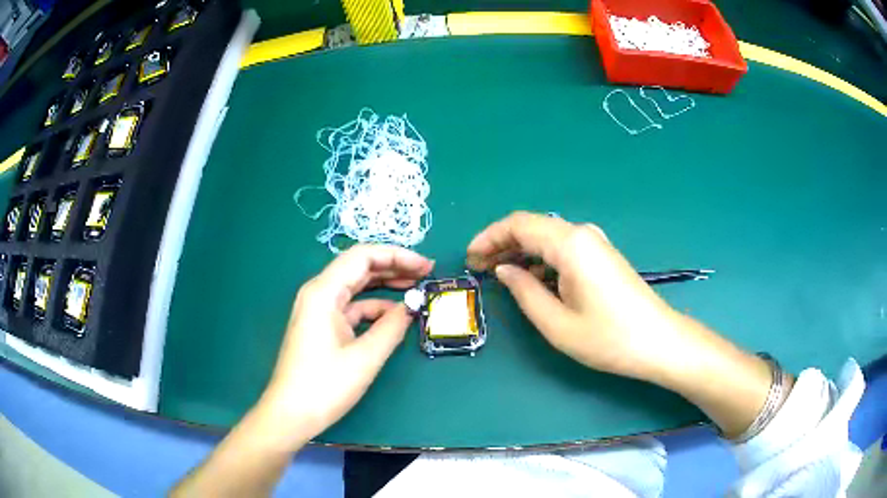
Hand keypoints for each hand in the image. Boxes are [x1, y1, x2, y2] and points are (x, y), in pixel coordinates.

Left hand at [259, 245, 433, 445]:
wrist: (291, 414)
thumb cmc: (325, 386)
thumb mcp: (365, 357)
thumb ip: (391, 327)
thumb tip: (411, 307)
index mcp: (324, 292)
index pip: (363, 256)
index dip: (397, 256)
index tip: (425, 266)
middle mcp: (318, 293)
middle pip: (359, 267)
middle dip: (393, 267)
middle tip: (425, 273)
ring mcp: (318, 309)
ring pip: (356, 287)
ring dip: (385, 286)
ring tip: (415, 288)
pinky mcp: (321, 325)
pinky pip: (351, 307)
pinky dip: (373, 308)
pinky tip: (393, 316)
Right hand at [467, 212, 776, 437]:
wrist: (658, 341)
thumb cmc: (608, 337)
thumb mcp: (556, 323)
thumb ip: (524, 292)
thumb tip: (504, 270)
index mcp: (570, 244)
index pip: (519, 224)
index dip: (489, 237)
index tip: (469, 257)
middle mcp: (582, 234)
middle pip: (532, 227)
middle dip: (502, 244)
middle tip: (479, 268)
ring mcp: (595, 243)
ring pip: (547, 238)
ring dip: (521, 253)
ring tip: (499, 275)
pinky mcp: (602, 256)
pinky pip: (563, 249)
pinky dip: (541, 260)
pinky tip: (532, 281)